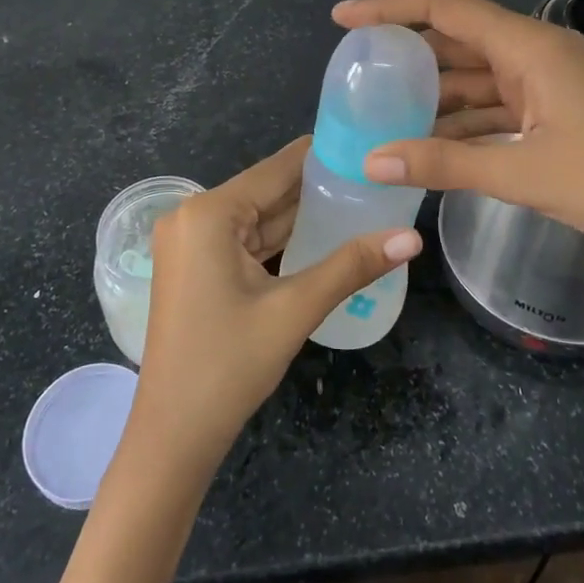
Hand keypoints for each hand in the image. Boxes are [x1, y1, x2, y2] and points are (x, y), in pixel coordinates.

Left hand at [129, 138, 420, 479]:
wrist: (172, 436)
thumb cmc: (228, 366)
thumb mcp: (294, 310)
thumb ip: (352, 266)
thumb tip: (411, 237)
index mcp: (209, 212)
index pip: (277, 168)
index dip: (323, 156)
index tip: (368, 147)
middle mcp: (192, 215)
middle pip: (266, 191)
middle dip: (317, 187)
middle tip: (373, 177)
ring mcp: (189, 242)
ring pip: (256, 217)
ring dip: (300, 214)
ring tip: (358, 200)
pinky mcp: (193, 266)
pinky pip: (243, 240)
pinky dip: (278, 239)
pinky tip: (320, 234)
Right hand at [332, 0, 583, 278]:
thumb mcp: (524, 174)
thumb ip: (444, 164)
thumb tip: (372, 162)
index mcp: (529, 47)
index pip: (445, 7)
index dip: (390, 6)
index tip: (344, 18)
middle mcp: (536, 53)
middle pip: (457, 38)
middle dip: (406, 52)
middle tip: (356, 70)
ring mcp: (548, 82)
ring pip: (474, 74)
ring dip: (432, 91)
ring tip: (381, 109)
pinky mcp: (555, 111)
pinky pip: (495, 103)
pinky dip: (461, 117)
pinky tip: (429, 139)